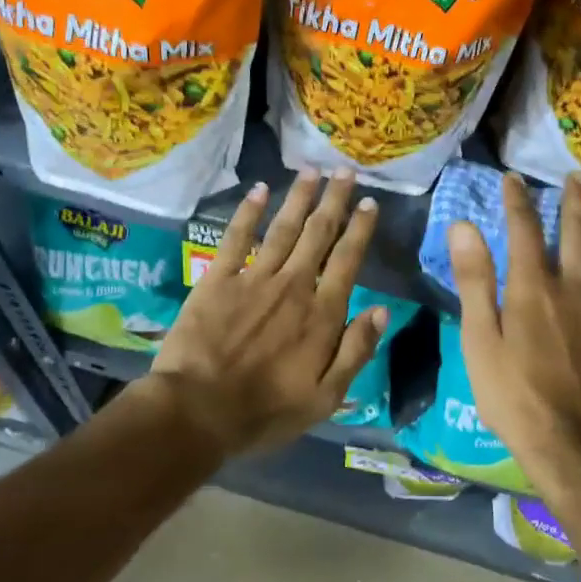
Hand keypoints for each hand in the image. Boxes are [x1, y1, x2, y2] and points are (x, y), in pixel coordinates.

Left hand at [140, 171, 385, 456]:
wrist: (198, 411)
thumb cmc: (266, 411)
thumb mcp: (326, 396)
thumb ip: (356, 350)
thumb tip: (382, 310)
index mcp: (321, 314)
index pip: (347, 261)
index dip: (360, 229)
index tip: (369, 203)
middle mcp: (293, 286)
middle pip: (318, 234)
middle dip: (334, 200)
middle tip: (345, 171)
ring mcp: (254, 279)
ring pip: (283, 228)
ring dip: (299, 197)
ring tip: (312, 170)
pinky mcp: (217, 280)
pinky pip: (236, 238)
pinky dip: (248, 212)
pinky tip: (259, 190)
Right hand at [449, 173, 580, 492]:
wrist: (572, 445)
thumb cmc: (513, 396)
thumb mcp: (479, 340)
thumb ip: (474, 281)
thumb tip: (463, 226)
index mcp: (532, 288)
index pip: (524, 230)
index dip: (517, 201)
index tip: (512, 178)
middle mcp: (573, 287)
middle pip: (575, 234)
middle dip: (573, 203)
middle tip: (576, 176)